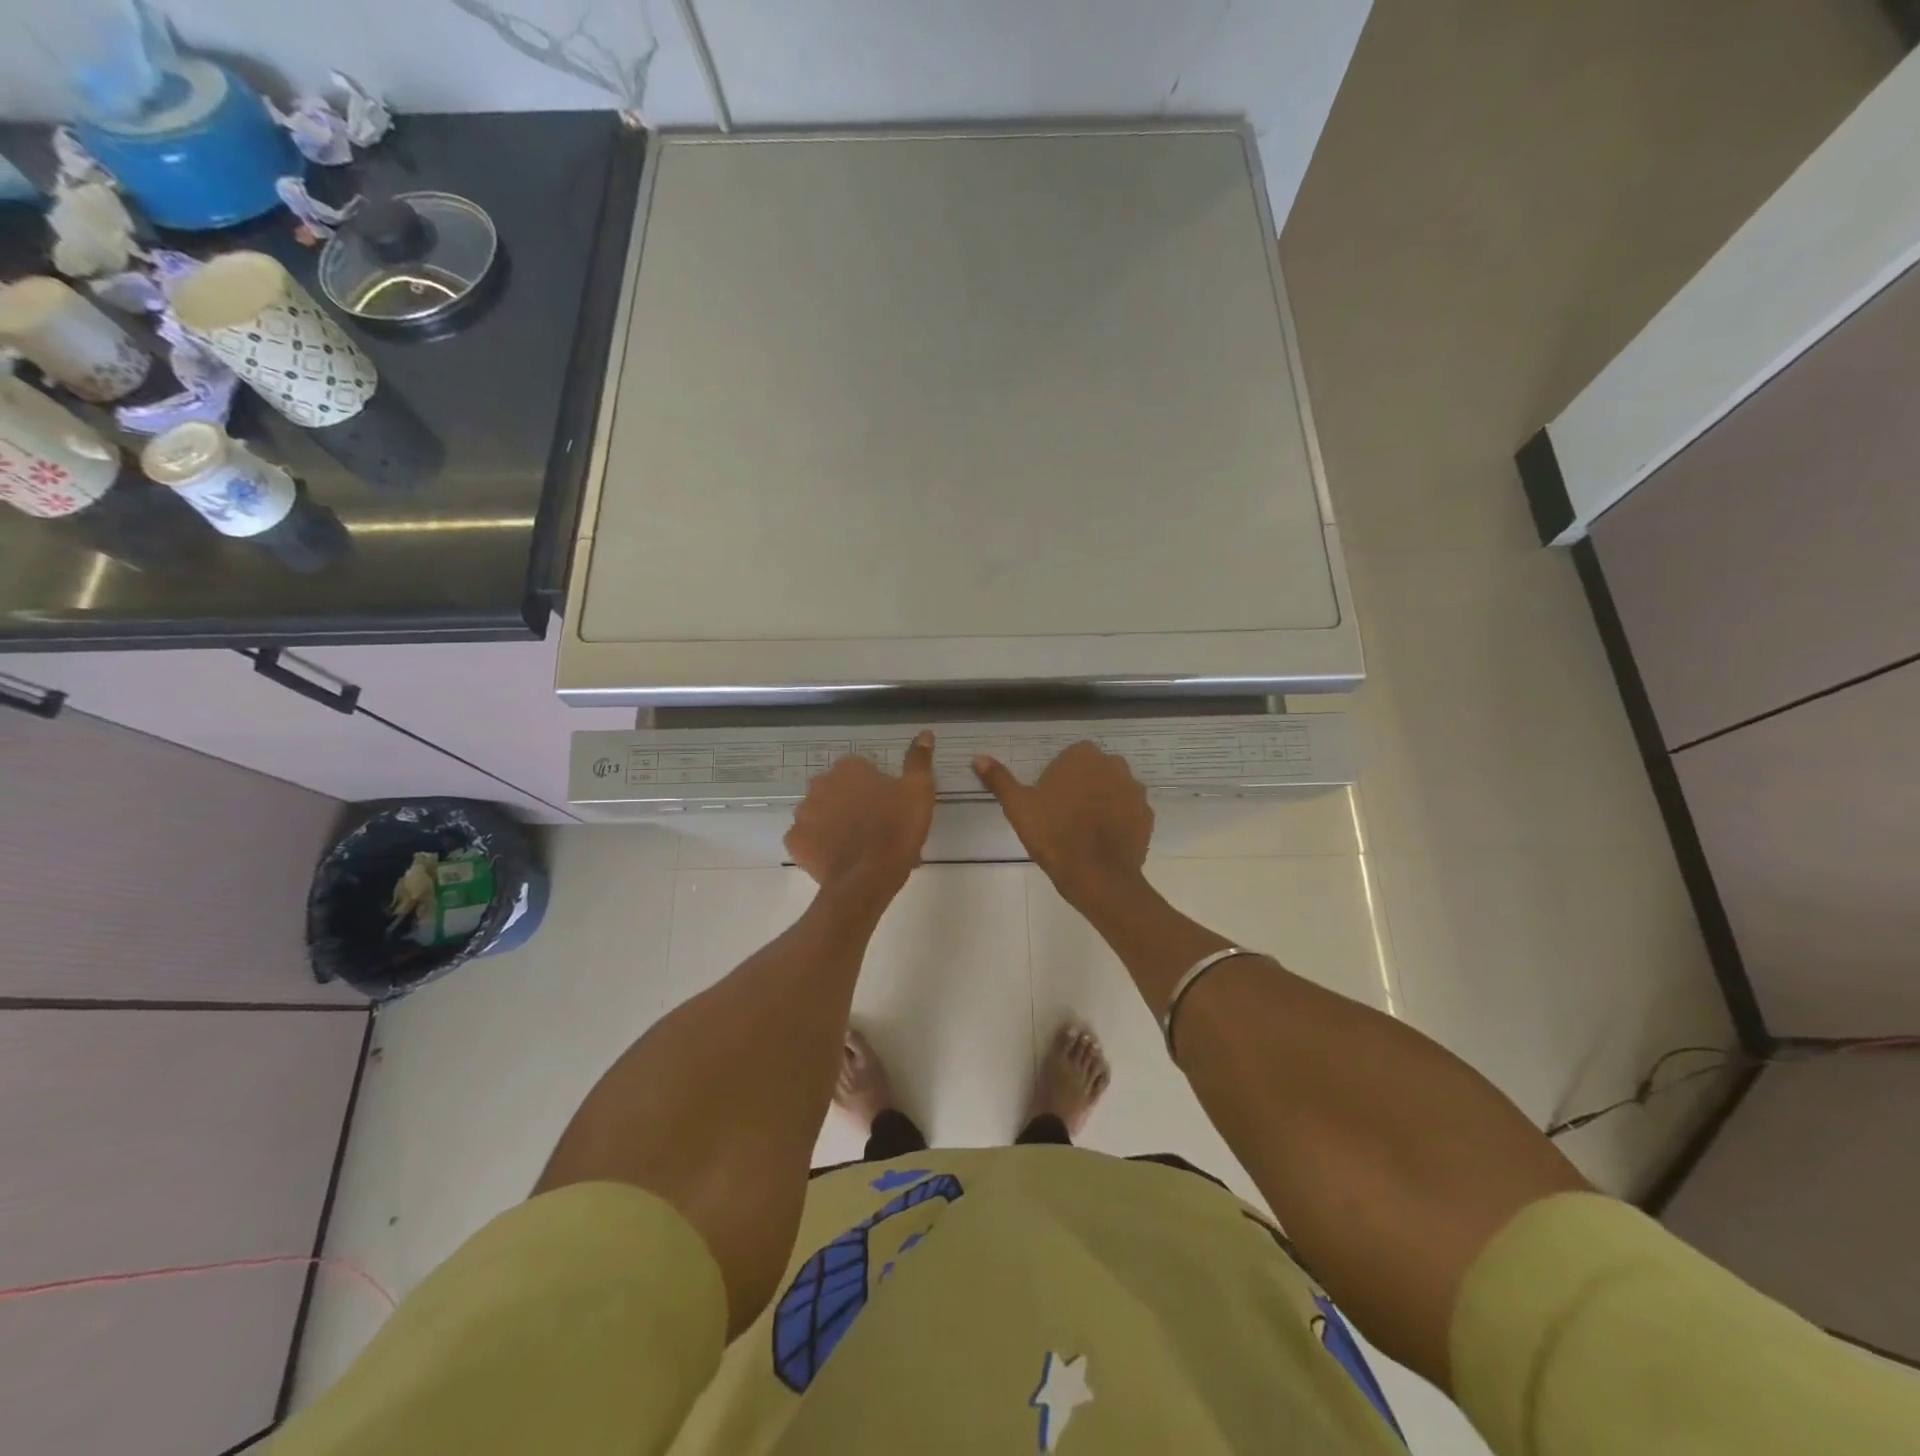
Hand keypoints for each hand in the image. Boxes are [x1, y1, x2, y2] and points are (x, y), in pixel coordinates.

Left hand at [786, 731, 936, 894]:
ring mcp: (803, 813)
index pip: (862, 771)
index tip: (891, 809)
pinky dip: (819, 845)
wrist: (869, 877)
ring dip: (834, 824)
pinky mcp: (794, 841)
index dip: (878, 790)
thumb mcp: (918, 791)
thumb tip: (925, 733)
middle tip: (877, 829)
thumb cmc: (897, 828)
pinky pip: (807, 839)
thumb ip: (919, 760)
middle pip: (838, 791)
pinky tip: (838, 857)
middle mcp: (820, 784)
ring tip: (859, 848)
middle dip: (853, 805)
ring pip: (821, 814)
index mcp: (848, 768)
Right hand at [973, 741, 1151, 903]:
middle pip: (1093, 771)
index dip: (1057, 779)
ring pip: (1113, 790)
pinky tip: (1102, 842)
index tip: (1047, 802)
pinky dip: (1118, 821)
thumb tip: (978, 757)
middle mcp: (1114, 765)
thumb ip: (999, 779)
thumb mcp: (1018, 807)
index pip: (1069, 758)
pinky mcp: (1147, 815)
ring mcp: (1135, 790)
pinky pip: (1128, 812)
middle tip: (1062, 817)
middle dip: (1081, 787)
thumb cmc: (1054, 835)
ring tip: (1083, 832)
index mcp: (1083, 756)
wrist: (1098, 876)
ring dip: (1101, 803)